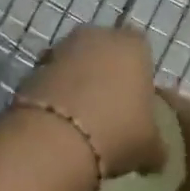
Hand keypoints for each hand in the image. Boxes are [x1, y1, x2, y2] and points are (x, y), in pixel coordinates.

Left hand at [14, 27, 163, 178]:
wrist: (56, 138)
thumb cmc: (117, 132)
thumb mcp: (150, 147)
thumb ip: (156, 144)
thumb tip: (155, 154)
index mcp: (132, 45)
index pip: (141, 51)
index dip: (140, 76)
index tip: (138, 103)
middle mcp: (97, 36)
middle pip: (105, 52)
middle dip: (106, 74)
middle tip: (110, 110)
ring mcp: (61, 48)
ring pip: (76, 63)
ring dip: (78, 83)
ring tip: (82, 120)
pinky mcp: (33, 66)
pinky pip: (52, 78)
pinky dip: (56, 95)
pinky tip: (59, 123)